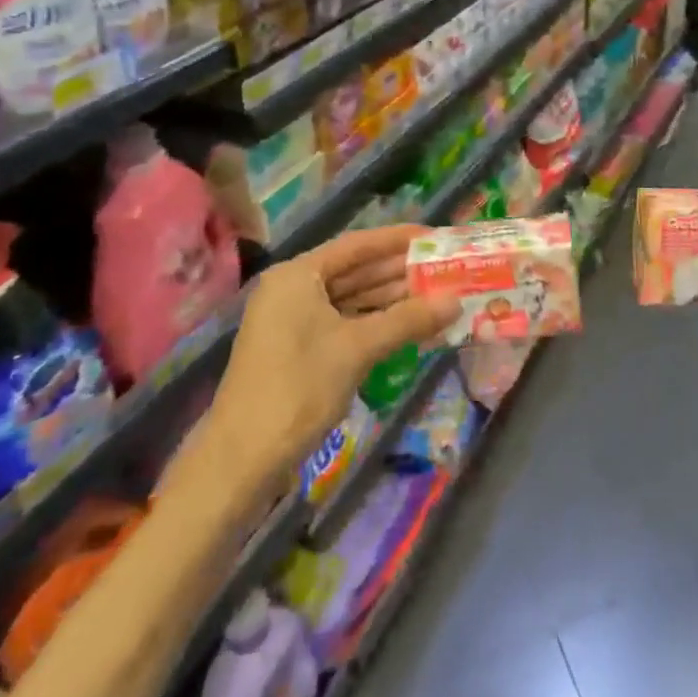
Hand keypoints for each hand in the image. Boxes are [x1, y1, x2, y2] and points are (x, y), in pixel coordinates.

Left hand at [190, 226, 459, 495]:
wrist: (241, 460)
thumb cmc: (298, 389)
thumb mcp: (358, 348)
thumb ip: (408, 319)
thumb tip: (456, 301)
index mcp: (298, 275)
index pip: (357, 245)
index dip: (397, 240)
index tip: (434, 236)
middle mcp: (292, 289)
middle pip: (354, 271)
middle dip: (398, 272)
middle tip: (443, 268)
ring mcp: (292, 320)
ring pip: (350, 298)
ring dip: (390, 299)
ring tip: (436, 295)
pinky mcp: (297, 349)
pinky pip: (343, 322)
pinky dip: (374, 322)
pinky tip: (407, 325)